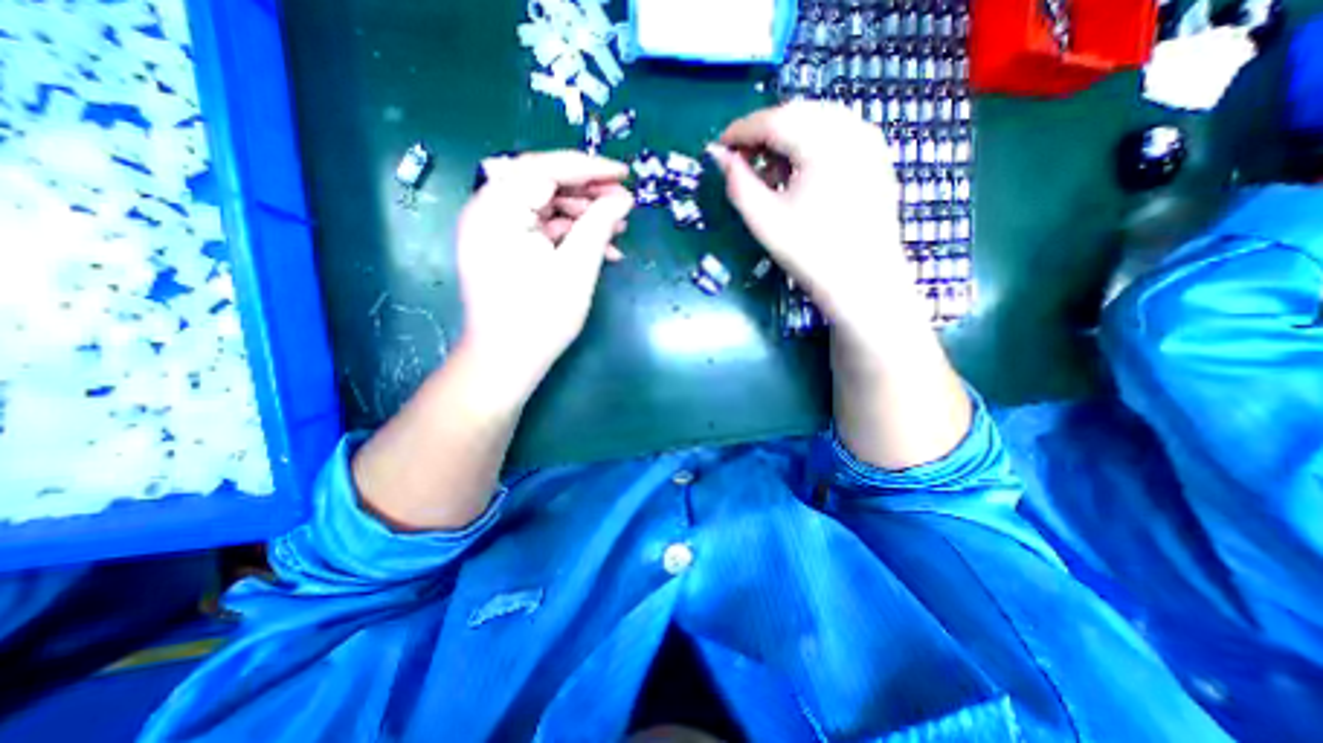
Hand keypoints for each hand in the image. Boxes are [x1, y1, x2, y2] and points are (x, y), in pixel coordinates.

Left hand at [458, 147, 632, 399]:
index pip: (546, 168)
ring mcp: (494, 229)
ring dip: (583, 215)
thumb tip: (623, 198)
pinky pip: (539, 228)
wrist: (506, 360)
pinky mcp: (503, 247)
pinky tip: (600, 249)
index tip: (625, 174)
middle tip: (623, 204)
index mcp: (498, 209)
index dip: (589, 167)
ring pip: (544, 206)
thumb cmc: (540, 318)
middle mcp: (488, 210)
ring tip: (618, 229)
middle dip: (588, 192)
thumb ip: (599, 225)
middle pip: (543, 183)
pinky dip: (569, 234)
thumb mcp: (577, 268)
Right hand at [712, 103, 921, 338]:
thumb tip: (720, 157)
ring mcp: (870, 142)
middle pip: (797, 114)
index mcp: (823, 142)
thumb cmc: (812, 255)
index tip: (719, 146)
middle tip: (741, 160)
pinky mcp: (877, 159)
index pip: (773, 120)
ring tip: (769, 173)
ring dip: (787, 140)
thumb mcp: (765, 221)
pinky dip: (811, 146)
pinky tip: (800, 176)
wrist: (864, 285)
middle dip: (764, 133)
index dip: (741, 130)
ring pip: (818, 122)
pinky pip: (837, 136)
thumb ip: (738, 184)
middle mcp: (852, 129)